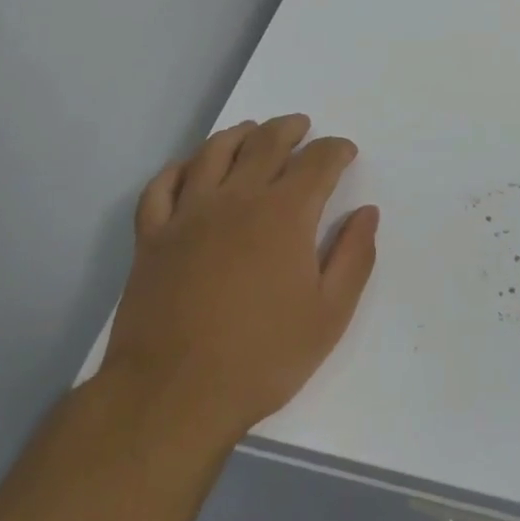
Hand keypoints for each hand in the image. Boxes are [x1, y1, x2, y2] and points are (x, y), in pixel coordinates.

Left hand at [100, 115, 378, 442]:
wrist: (173, 394)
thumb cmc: (262, 356)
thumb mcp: (329, 315)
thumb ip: (354, 257)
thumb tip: (367, 213)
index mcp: (285, 213)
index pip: (317, 161)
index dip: (335, 150)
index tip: (345, 151)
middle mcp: (237, 198)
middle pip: (265, 143)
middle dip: (289, 129)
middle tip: (301, 126)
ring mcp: (189, 213)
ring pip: (214, 152)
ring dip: (238, 134)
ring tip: (252, 131)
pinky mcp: (152, 236)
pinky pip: (162, 186)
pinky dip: (178, 169)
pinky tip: (190, 169)